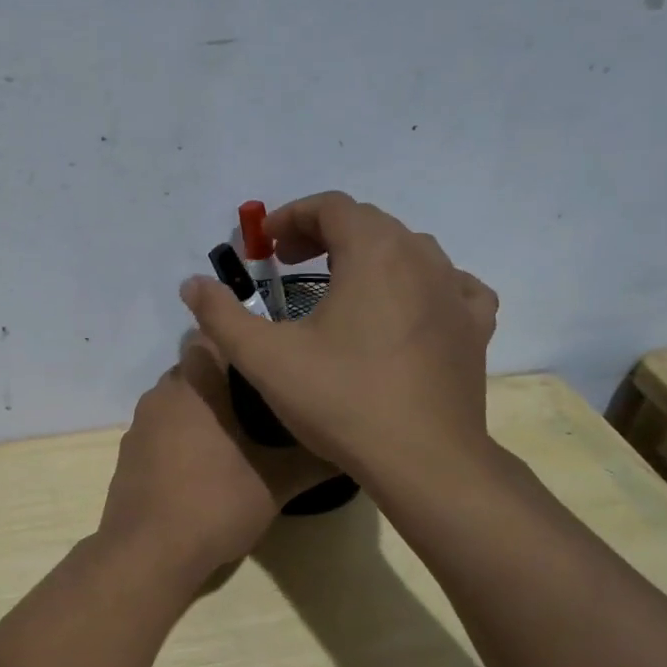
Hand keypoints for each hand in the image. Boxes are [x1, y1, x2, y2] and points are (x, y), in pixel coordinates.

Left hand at [98, 338, 331, 581]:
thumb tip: (350, 446)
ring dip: (201, 407)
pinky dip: (180, 434)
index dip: (241, 342)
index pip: (213, 336)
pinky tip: (201, 465)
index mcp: (196, 386)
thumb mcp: (275, 484)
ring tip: (236, 433)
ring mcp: (139, 424)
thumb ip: (313, 459)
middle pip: (194, 367)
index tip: (268, 359)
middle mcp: (162, 394)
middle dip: (224, 378)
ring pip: (176, 398)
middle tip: (262, 399)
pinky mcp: (128, 452)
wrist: (147, 553)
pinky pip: (160, 427)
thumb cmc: (215, 505)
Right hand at [179, 191, 499, 485]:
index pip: (331, 206)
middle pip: (369, 223)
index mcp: (373, 252)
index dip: (291, 217)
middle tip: (288, 265)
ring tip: (340, 287)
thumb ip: (222, 315)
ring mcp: (455, 292)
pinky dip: (420, 285)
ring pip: (408, 250)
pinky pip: (449, 286)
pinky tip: (406, 308)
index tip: (264, 247)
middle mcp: (421, 258)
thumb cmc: (340, 401)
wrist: (422, 460)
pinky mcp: (474, 327)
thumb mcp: (264, 358)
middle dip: (323, 234)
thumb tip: (192, 284)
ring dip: (368, 256)